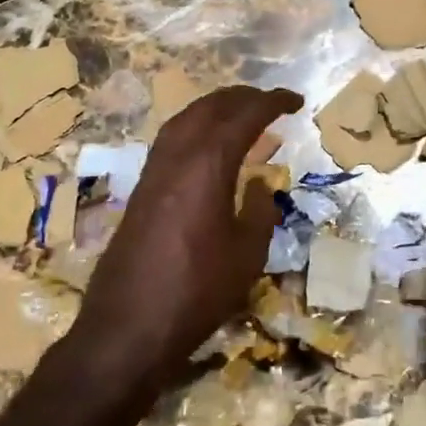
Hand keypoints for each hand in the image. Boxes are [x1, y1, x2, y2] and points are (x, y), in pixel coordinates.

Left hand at [71, 85, 302, 386]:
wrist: (129, 326)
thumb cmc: (198, 292)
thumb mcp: (247, 254)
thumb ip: (259, 211)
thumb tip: (260, 183)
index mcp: (207, 165)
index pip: (243, 117)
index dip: (272, 103)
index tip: (296, 101)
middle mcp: (176, 158)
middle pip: (208, 108)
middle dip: (241, 98)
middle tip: (270, 103)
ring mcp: (152, 173)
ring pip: (184, 121)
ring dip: (214, 110)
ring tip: (240, 116)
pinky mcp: (140, 191)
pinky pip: (170, 142)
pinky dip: (194, 130)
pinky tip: (206, 149)